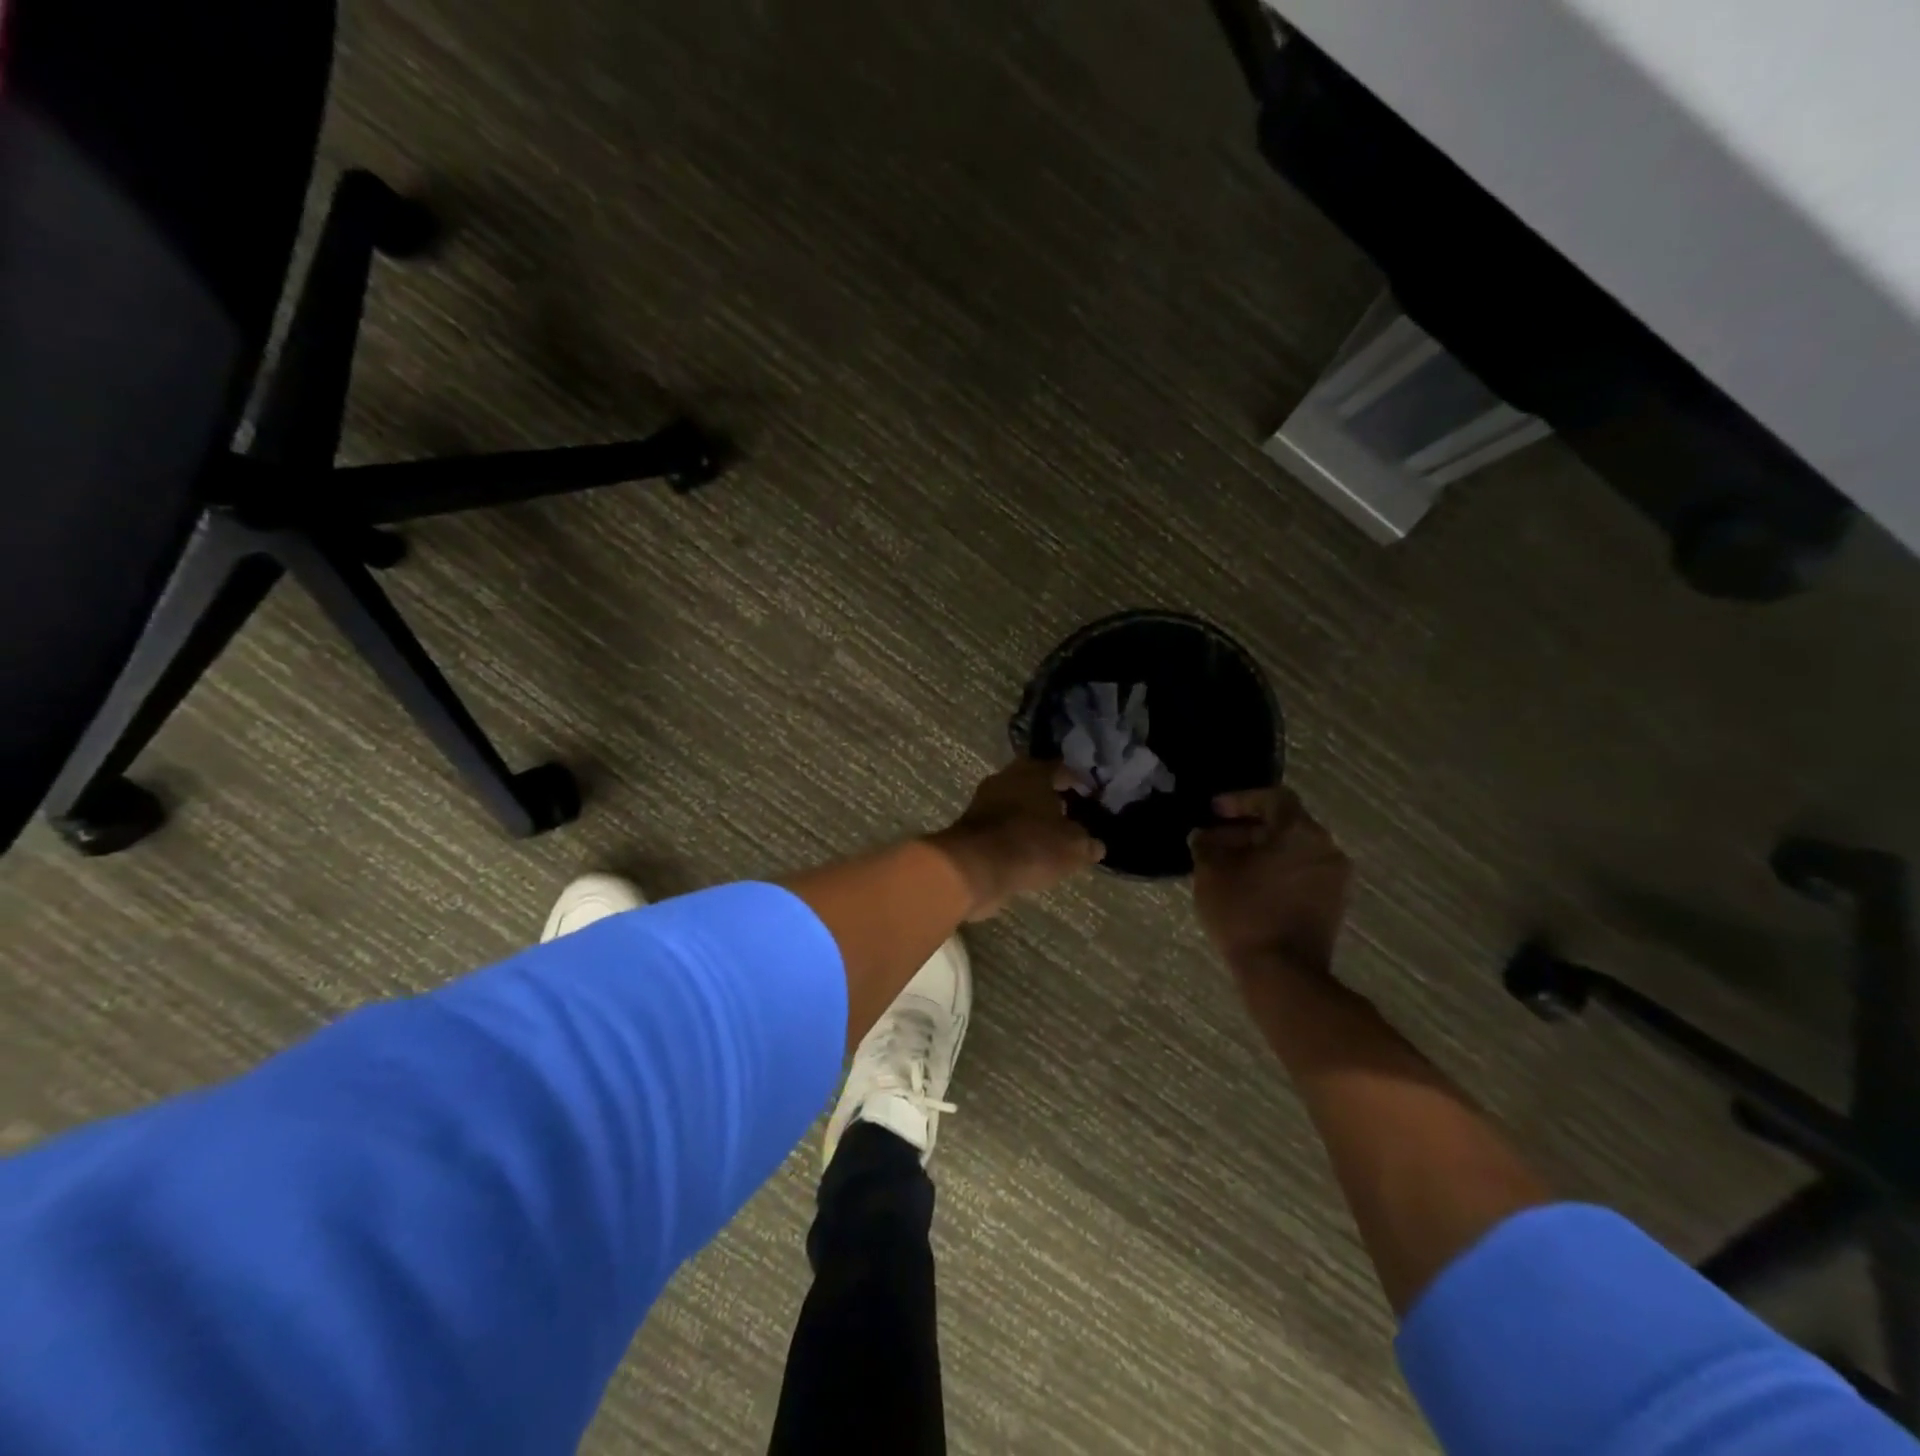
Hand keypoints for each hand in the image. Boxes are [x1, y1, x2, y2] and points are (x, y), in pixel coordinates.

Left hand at [927, 758, 1105, 919]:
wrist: (974, 868)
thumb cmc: (1030, 845)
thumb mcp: (1073, 847)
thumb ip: (1087, 842)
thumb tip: (1095, 845)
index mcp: (1033, 771)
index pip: (1062, 768)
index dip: (1079, 782)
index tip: (1092, 796)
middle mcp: (1006, 778)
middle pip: (1036, 784)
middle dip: (1053, 799)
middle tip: (1073, 816)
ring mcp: (985, 801)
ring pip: (1017, 805)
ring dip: (1032, 818)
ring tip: (1053, 838)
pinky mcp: (971, 826)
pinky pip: (1003, 826)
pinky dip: (1017, 835)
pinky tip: (1030, 852)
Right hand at [1191, 787, 1351, 982]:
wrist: (1282, 973)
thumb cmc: (1244, 912)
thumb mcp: (1210, 872)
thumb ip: (1206, 844)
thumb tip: (1204, 835)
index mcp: (1300, 831)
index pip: (1273, 798)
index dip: (1240, 800)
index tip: (1213, 811)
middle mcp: (1326, 848)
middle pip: (1284, 825)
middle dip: (1247, 830)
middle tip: (1215, 841)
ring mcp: (1334, 878)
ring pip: (1294, 851)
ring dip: (1262, 853)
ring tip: (1228, 866)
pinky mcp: (1334, 905)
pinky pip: (1302, 874)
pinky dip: (1277, 872)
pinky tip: (1249, 887)